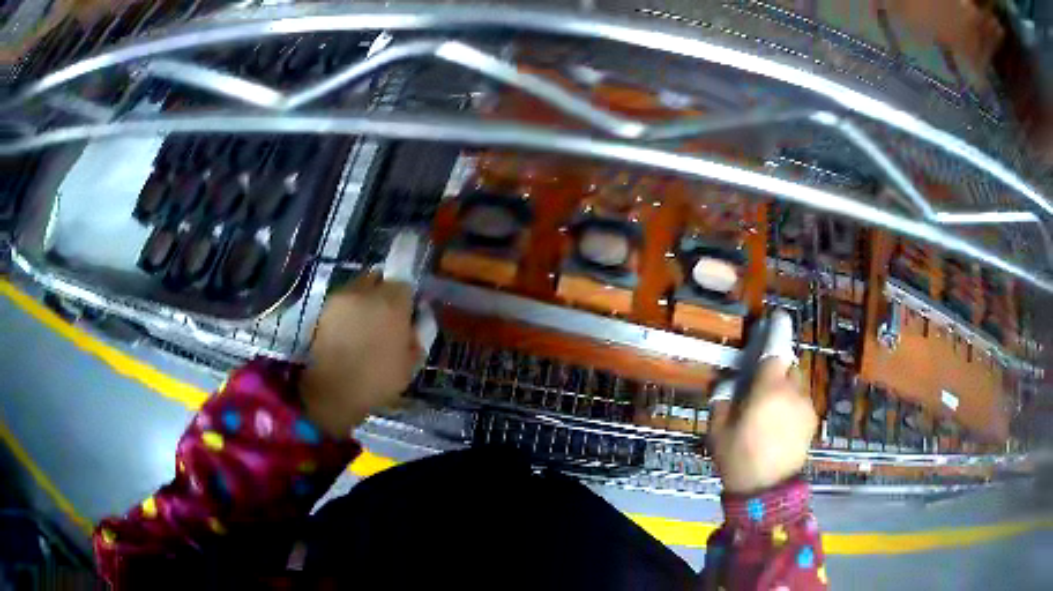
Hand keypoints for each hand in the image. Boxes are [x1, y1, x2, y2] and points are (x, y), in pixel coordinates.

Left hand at [300, 274, 420, 437]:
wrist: (332, 391)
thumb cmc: (377, 380)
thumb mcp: (409, 364)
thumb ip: (415, 338)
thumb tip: (413, 325)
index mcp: (393, 303)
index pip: (405, 285)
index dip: (406, 299)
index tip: (406, 314)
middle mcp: (366, 292)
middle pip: (378, 278)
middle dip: (382, 291)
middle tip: (385, 315)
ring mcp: (341, 298)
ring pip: (357, 288)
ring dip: (362, 300)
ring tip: (363, 324)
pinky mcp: (323, 309)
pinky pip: (341, 302)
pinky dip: (346, 311)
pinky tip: (348, 332)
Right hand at [709, 358, 816, 493]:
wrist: (767, 491)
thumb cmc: (739, 459)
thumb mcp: (718, 431)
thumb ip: (722, 401)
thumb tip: (726, 384)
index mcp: (769, 389)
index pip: (775, 353)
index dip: (769, 346)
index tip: (763, 345)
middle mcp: (793, 392)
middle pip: (789, 367)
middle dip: (777, 373)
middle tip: (761, 389)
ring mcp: (807, 407)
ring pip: (798, 386)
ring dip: (786, 391)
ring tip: (772, 412)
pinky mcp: (813, 422)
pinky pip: (802, 404)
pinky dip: (793, 407)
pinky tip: (782, 426)